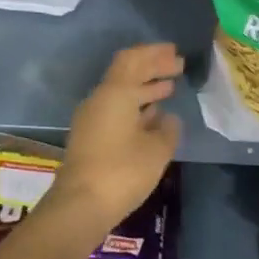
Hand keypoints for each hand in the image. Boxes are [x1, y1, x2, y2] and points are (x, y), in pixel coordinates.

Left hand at [46, 43, 182, 232]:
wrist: (80, 205)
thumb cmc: (122, 171)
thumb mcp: (157, 150)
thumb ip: (168, 129)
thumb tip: (169, 118)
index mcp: (116, 93)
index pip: (134, 60)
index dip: (155, 53)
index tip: (175, 52)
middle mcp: (100, 100)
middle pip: (127, 73)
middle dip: (152, 68)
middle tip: (177, 66)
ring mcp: (92, 119)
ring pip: (121, 92)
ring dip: (145, 87)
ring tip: (169, 88)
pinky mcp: (90, 137)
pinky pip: (116, 110)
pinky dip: (136, 106)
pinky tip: (153, 115)